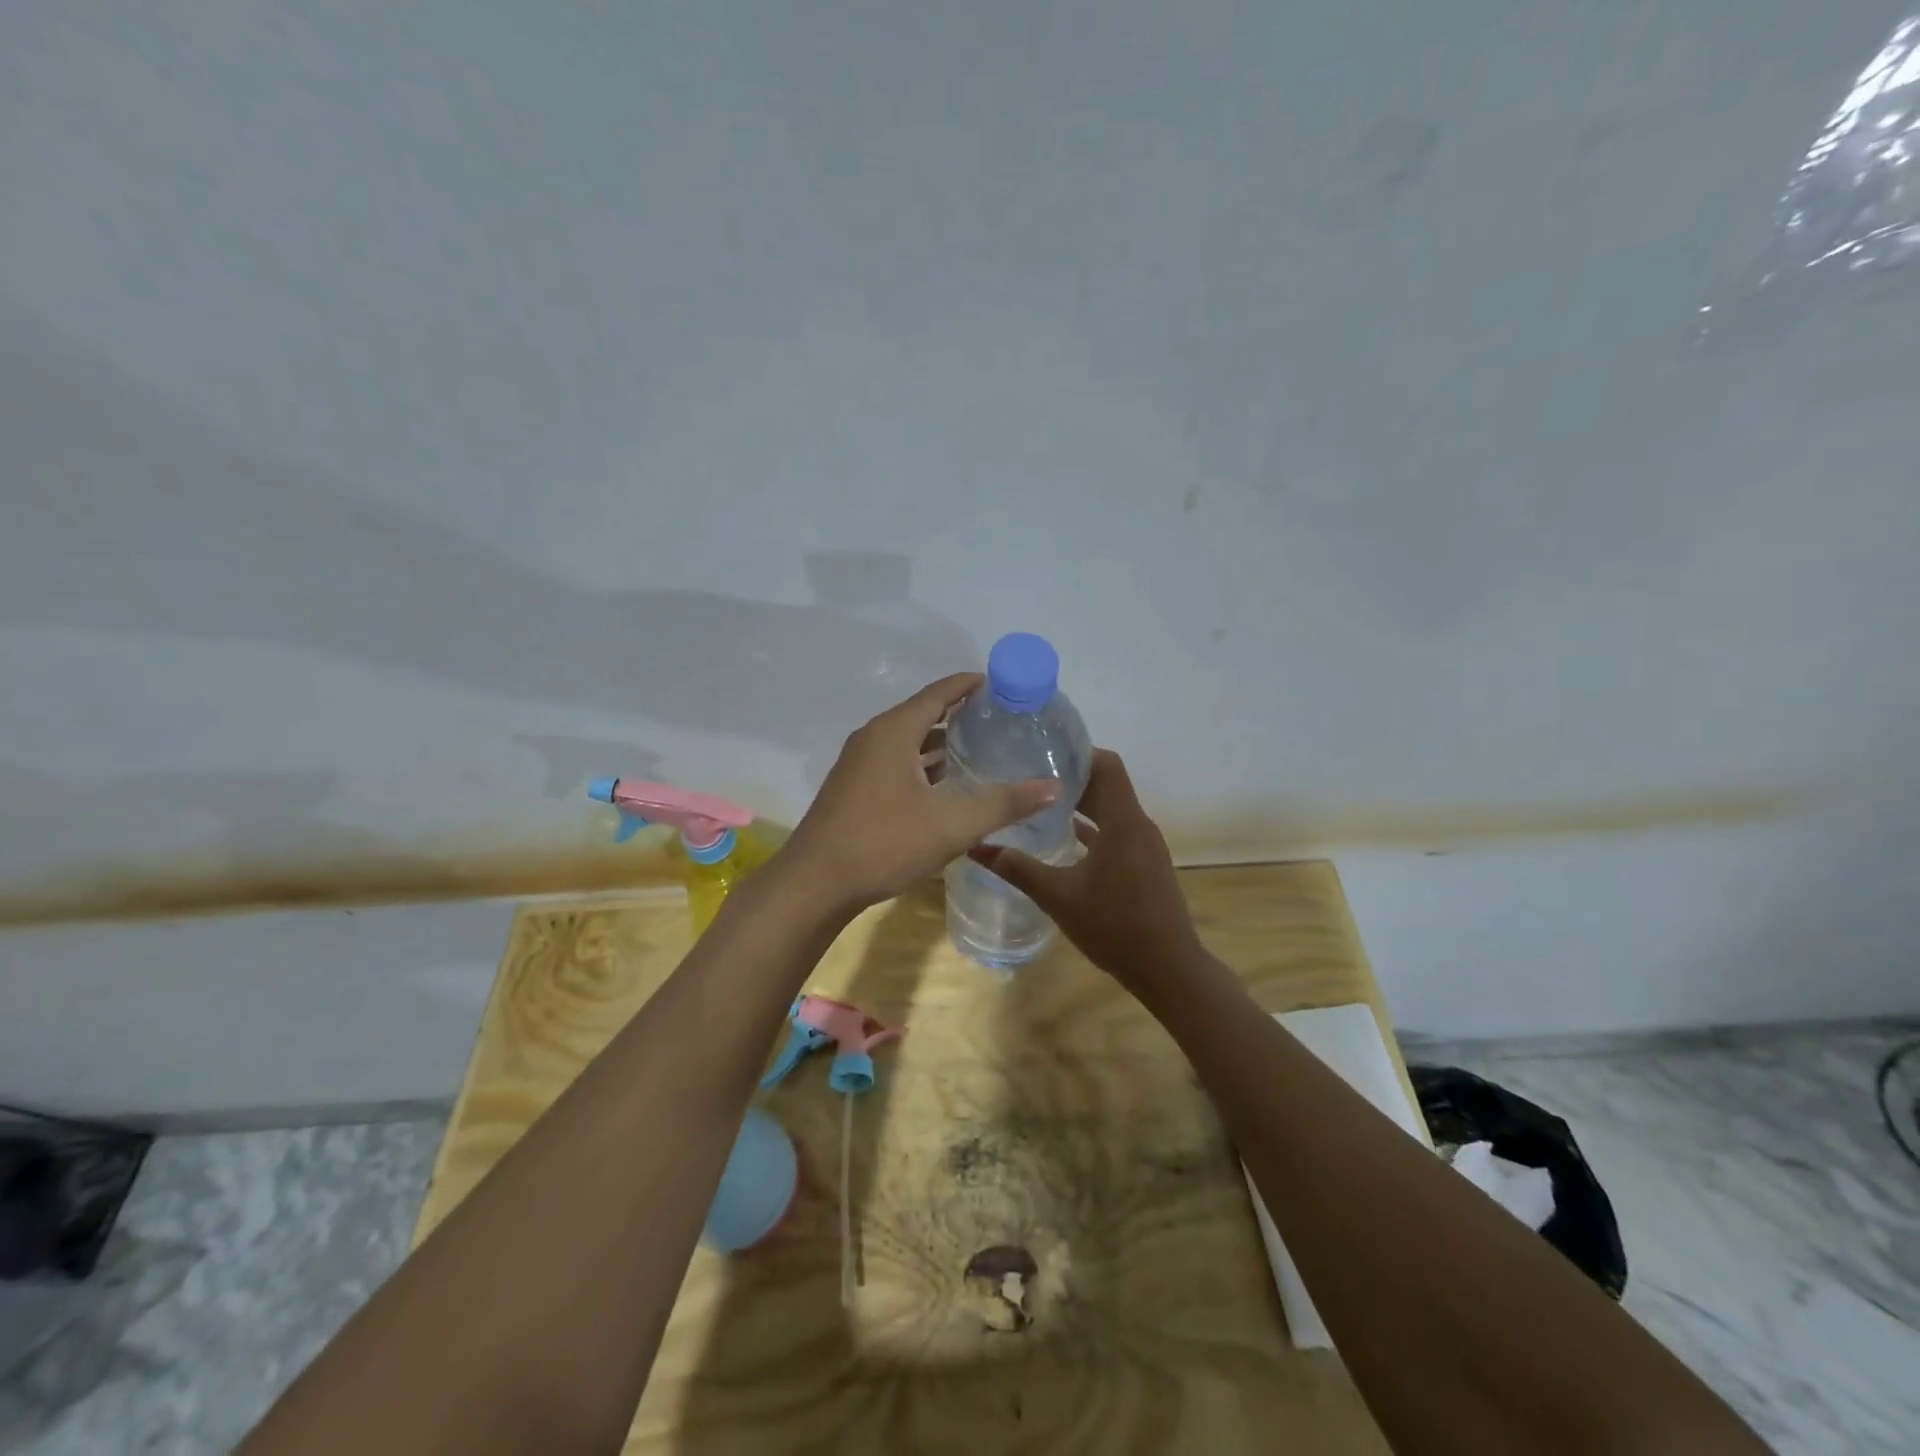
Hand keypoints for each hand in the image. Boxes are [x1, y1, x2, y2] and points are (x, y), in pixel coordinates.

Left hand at [782, 674, 1058, 914]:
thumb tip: (1053, 787)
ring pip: (908, 741)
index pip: (939, 692)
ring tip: (980, 749)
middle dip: (960, 714)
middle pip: (923, 713)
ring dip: (940, 742)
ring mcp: (859, 763)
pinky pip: (895, 762)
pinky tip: (945, 786)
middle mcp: (873, 738)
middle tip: (1001, 721)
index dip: (970, 685)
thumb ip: (1004, 804)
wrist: (815, 885)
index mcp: (894, 731)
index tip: (1003, 685)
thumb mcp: (951, 825)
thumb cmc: (883, 844)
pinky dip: (923, 764)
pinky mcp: (853, 788)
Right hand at [971, 748, 1203, 996]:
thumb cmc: (1114, 926)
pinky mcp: (1145, 863)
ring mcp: (1145, 845)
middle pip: (1108, 784)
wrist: (1167, 968)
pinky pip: (1118, 831)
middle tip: (1030, 774)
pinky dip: (1094, 827)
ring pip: (1112, 809)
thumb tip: (975, 848)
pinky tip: (1065, 837)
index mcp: (1123, 822)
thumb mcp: (1058, 896)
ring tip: (1041, 802)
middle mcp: (1138, 825)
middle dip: (1072, 778)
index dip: (1078, 753)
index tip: (1043, 751)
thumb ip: (1018, 869)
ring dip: (1082, 803)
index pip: (1107, 765)